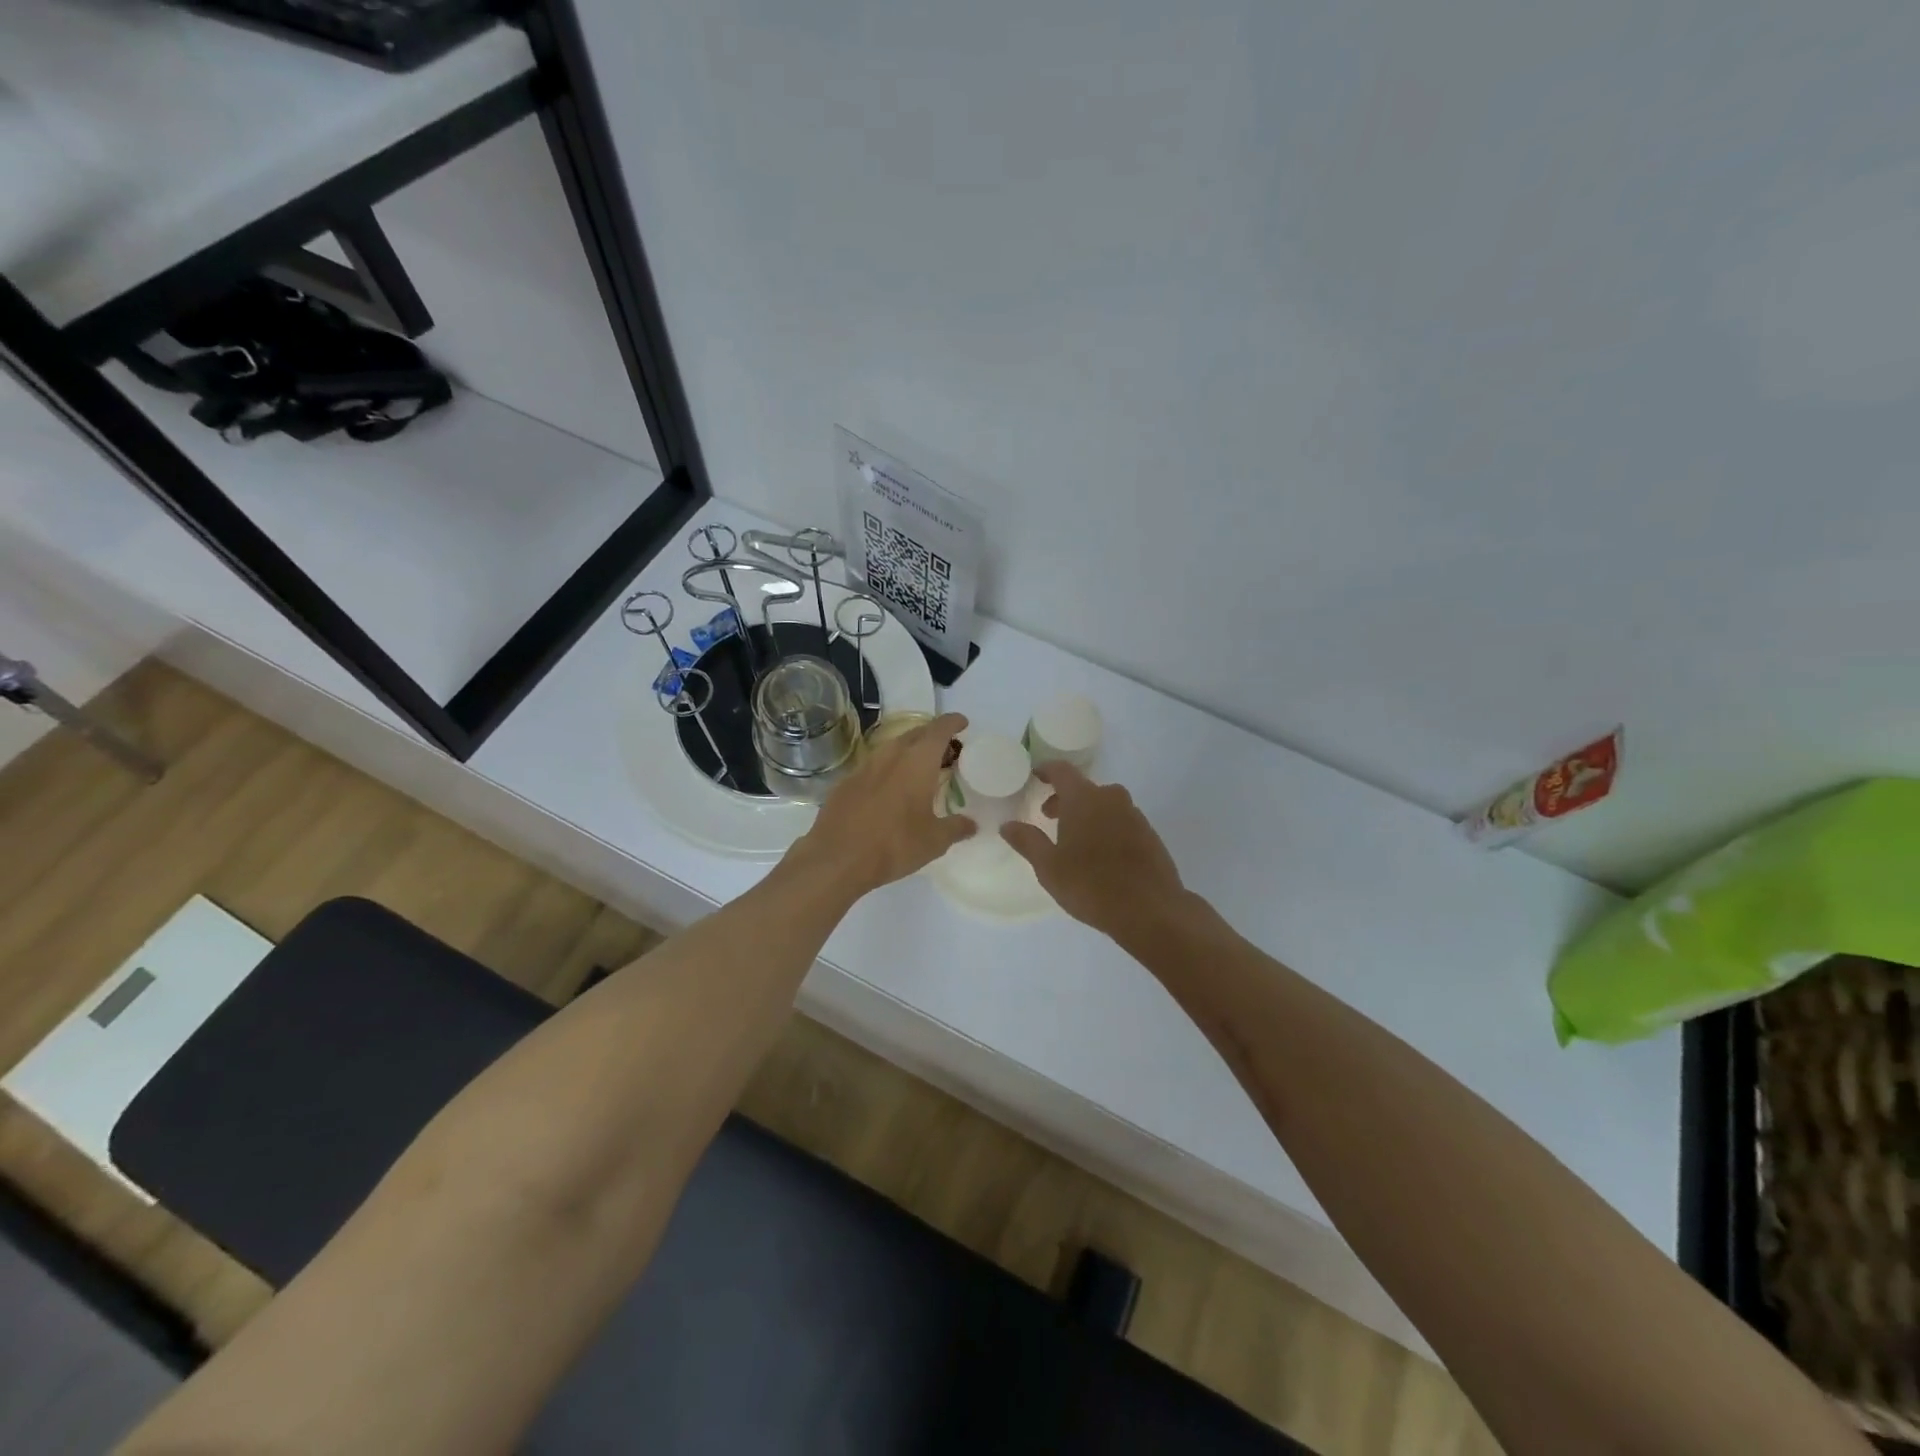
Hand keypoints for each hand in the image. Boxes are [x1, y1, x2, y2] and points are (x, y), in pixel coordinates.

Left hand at [790, 712, 975, 896]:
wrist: (837, 858)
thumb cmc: (894, 845)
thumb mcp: (934, 841)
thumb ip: (956, 828)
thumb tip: (972, 824)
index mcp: (917, 762)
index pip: (939, 730)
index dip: (952, 722)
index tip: (962, 723)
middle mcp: (890, 755)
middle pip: (915, 733)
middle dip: (932, 736)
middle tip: (946, 749)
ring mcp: (864, 766)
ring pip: (892, 747)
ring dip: (908, 751)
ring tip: (919, 767)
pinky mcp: (846, 782)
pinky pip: (873, 765)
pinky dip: (888, 768)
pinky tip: (890, 788)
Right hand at [1001, 763, 1187, 940]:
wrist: (1151, 910)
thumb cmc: (1091, 885)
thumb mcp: (1049, 867)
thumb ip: (1027, 841)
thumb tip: (1007, 825)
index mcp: (1084, 799)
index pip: (1062, 770)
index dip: (1046, 771)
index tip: (1035, 776)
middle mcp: (1111, 798)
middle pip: (1083, 788)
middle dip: (1064, 798)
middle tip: (1048, 817)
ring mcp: (1134, 815)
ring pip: (1104, 804)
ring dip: (1086, 813)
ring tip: (1073, 839)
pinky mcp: (1149, 834)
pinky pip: (1120, 820)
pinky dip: (1106, 826)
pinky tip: (1100, 854)